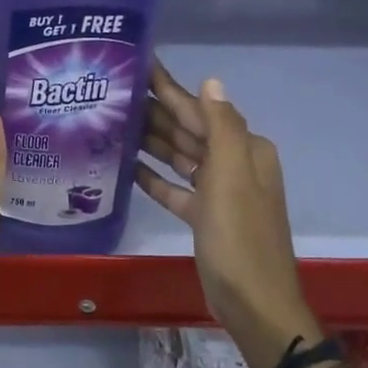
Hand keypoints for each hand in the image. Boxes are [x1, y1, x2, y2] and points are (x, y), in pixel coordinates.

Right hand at [135, 60, 320, 367]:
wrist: (253, 303)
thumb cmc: (240, 238)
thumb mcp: (231, 178)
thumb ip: (221, 127)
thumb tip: (210, 80)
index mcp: (243, 150)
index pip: (200, 109)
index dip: (170, 88)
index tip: (140, 64)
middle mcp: (233, 164)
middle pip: (188, 130)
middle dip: (155, 110)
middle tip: (114, 91)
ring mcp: (218, 192)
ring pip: (180, 156)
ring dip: (151, 140)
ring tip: (114, 122)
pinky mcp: (203, 217)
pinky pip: (175, 188)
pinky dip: (155, 176)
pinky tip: (128, 166)